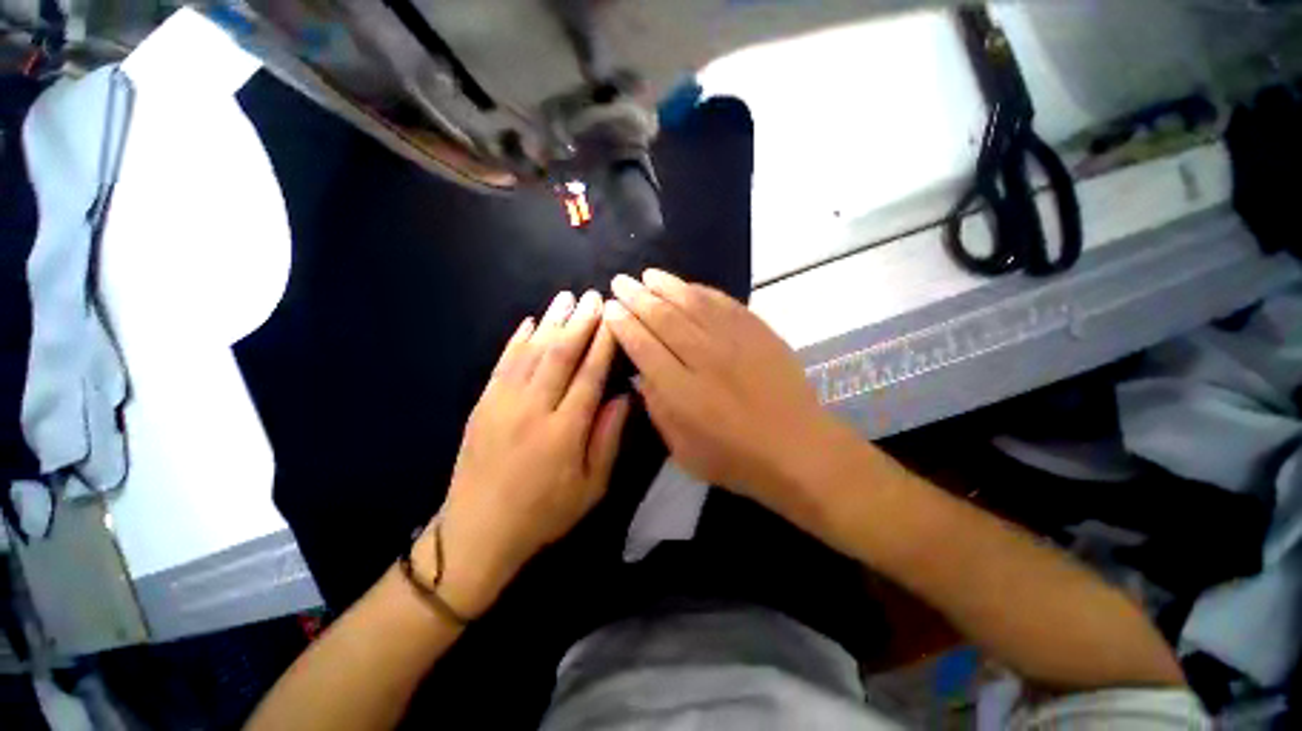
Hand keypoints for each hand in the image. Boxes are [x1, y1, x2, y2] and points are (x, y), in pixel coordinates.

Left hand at [423, 290, 630, 617]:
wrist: (477, 531)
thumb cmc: (544, 513)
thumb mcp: (592, 487)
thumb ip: (609, 438)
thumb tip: (624, 396)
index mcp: (565, 431)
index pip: (589, 374)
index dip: (603, 343)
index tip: (614, 318)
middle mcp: (533, 409)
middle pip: (560, 355)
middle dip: (580, 322)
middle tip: (594, 296)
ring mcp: (502, 403)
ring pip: (531, 352)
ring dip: (551, 322)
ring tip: (566, 298)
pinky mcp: (482, 405)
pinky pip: (502, 364)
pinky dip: (517, 340)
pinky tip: (529, 322)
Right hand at [603, 269, 849, 525]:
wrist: (796, 447)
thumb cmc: (735, 457)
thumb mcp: (682, 449)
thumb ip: (658, 407)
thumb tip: (642, 373)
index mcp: (681, 391)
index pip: (643, 346)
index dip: (623, 325)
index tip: (611, 309)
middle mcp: (703, 358)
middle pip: (663, 319)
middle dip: (637, 297)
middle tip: (621, 282)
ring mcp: (733, 341)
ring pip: (691, 303)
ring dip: (666, 286)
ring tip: (648, 275)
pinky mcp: (757, 331)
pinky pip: (723, 303)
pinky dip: (701, 291)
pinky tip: (688, 286)